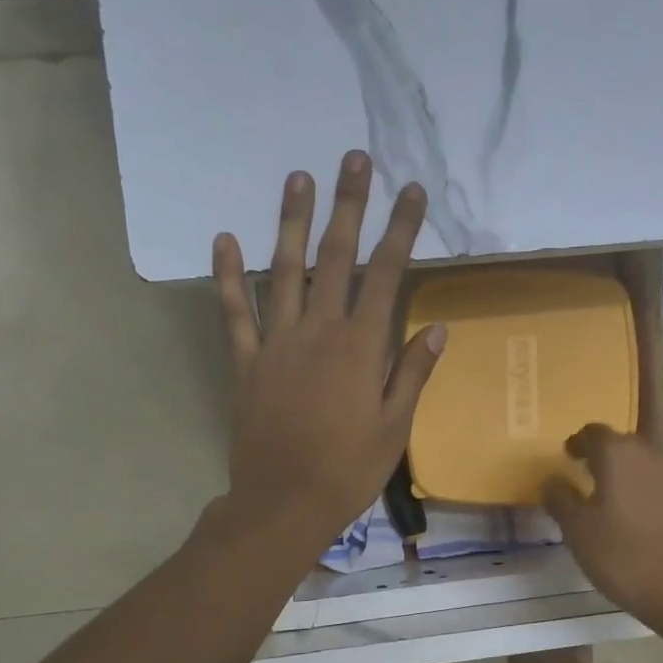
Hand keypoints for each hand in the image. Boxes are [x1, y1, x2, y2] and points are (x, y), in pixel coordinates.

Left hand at [213, 151, 445, 554]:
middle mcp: (318, 332)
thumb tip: (437, 327)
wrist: (283, 503)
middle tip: (354, 159)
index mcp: (360, 347)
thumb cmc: (349, 470)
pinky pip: (235, 312)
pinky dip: (229, 276)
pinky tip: (225, 239)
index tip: (412, 191)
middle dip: (348, 205)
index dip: (401, 230)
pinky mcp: (246, 362)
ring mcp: (277, 343)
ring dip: (292, 222)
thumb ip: (412, 373)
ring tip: (298, 177)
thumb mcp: (395, 427)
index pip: (386, 274)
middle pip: (336, 258)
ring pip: (284, 271)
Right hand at [543, 426, 662, 650]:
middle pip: (620, 444)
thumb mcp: (579, 532)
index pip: (592, 432)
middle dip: (601, 456)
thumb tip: (551, 481)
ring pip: (641, 465)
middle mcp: (650, 455)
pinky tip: (632, 518)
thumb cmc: (626, 556)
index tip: (566, 456)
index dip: (577, 443)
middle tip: (583, 475)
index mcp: (618, 454)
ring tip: (605, 499)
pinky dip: (641, 492)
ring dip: (623, 475)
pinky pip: (657, 485)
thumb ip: (561, 500)